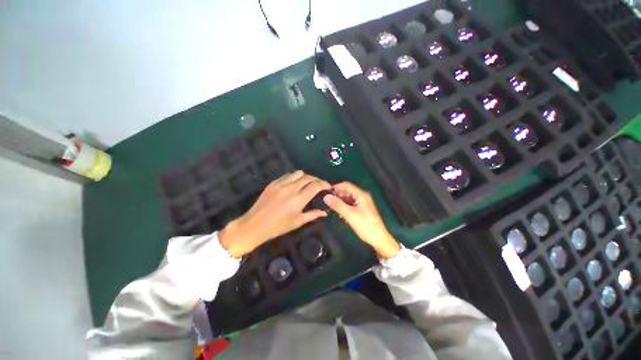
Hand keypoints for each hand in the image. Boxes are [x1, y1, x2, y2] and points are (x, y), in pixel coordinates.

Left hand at [219, 171, 330, 257]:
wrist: (255, 224)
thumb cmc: (278, 226)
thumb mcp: (297, 222)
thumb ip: (312, 215)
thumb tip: (325, 212)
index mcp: (298, 199)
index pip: (315, 186)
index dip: (324, 184)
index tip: (328, 186)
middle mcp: (291, 188)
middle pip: (308, 177)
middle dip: (316, 179)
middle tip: (319, 185)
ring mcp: (281, 184)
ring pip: (298, 173)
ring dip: (305, 177)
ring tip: (307, 183)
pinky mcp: (273, 183)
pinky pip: (287, 175)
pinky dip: (294, 177)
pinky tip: (294, 184)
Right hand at [323, 182, 400, 258]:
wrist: (378, 239)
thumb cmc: (365, 225)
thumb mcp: (350, 215)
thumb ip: (337, 205)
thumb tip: (325, 196)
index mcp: (361, 195)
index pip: (346, 185)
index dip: (336, 187)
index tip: (326, 192)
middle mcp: (362, 196)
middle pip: (347, 191)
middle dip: (337, 195)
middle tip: (327, 201)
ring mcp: (362, 203)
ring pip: (348, 198)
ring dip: (340, 202)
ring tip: (332, 208)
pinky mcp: (361, 210)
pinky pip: (351, 205)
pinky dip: (344, 207)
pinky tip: (340, 213)